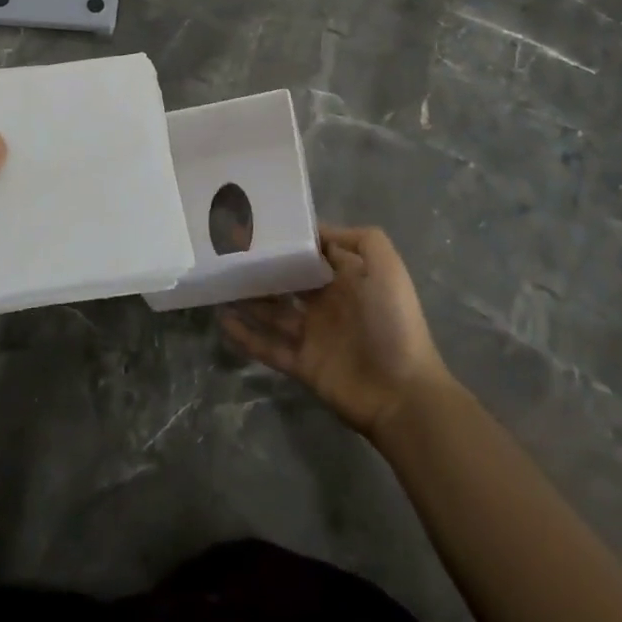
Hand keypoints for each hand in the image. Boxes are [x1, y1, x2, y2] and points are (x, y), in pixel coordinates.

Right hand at [220, 224, 459, 437]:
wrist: (403, 394)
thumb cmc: (393, 323)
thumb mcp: (387, 267)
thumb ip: (359, 239)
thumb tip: (316, 231)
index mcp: (347, 280)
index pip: (312, 255)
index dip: (290, 242)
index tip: (258, 227)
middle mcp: (328, 304)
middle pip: (287, 282)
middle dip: (263, 268)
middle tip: (228, 253)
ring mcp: (313, 336)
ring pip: (272, 312)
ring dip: (248, 299)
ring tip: (219, 282)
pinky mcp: (302, 365)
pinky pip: (268, 347)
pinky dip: (246, 336)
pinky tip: (222, 320)